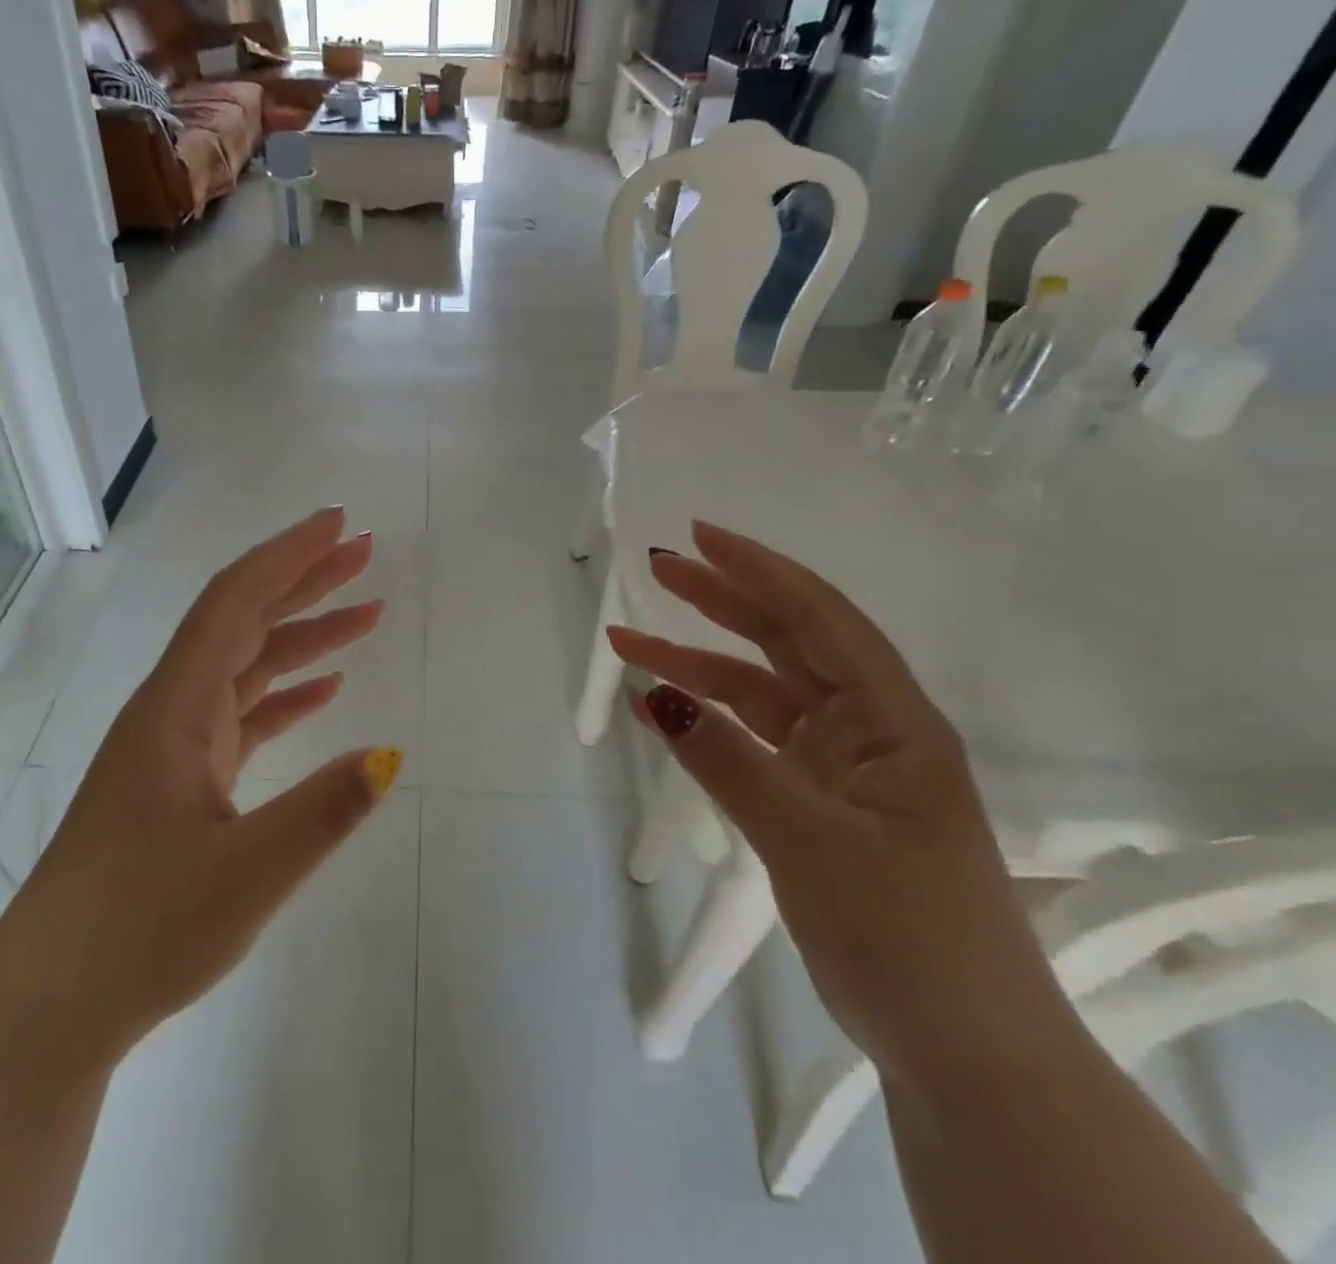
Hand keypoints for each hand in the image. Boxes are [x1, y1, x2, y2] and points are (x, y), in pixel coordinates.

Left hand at [0, 508, 399, 1069]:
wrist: (51, 1003)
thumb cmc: (138, 933)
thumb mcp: (245, 876)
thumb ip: (322, 813)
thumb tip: (390, 756)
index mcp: (174, 709)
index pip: (234, 603)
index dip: (286, 556)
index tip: (336, 523)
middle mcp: (171, 711)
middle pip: (243, 622)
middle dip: (304, 581)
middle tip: (364, 552)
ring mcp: (174, 747)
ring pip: (246, 668)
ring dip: (303, 638)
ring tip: (368, 616)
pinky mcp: (180, 781)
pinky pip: (241, 716)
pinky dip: (285, 694)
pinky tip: (323, 690)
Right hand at [609, 523, 1075, 1091]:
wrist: (962, 1050)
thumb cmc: (904, 934)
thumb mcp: (807, 840)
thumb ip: (728, 762)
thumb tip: (657, 698)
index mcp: (894, 722)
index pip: (820, 620)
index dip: (760, 571)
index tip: (698, 538)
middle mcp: (868, 730)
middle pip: (787, 642)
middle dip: (722, 600)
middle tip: (658, 567)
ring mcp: (839, 766)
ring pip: (758, 691)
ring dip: (695, 664)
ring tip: (627, 642)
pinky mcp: (814, 800)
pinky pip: (749, 742)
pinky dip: (704, 723)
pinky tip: (656, 710)